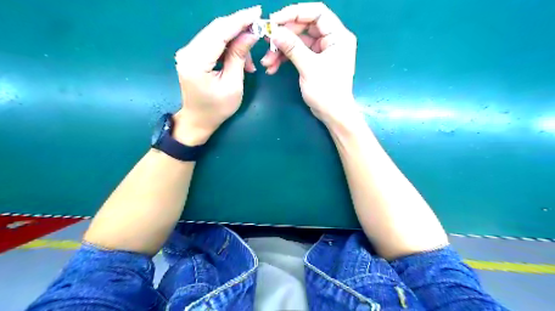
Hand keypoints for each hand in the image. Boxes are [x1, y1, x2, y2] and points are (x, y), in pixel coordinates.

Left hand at [173, 5, 261, 143]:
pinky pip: (213, 42)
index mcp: (196, 62)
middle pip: (216, 29)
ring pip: (215, 34)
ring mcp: (188, 52)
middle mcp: (188, 51)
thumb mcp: (233, 85)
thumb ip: (239, 57)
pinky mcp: (192, 54)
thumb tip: (250, 33)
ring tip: (249, 61)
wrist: (198, 120)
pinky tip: (239, 59)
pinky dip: (228, 46)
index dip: (239, 20)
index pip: (219, 32)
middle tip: (259, 27)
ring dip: (235, 40)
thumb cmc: (217, 109)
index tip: (257, 12)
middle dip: (239, 26)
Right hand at [261, 3, 359, 124]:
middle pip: (304, 27)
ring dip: (281, 50)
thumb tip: (274, 31)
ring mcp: (322, 51)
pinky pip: (297, 54)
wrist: (332, 114)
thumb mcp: (309, 67)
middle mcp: (331, 40)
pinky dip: (285, 59)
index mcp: (337, 36)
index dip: (295, 13)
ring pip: (298, 42)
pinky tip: (272, 67)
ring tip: (267, 61)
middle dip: (284, 36)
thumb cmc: (327, 91)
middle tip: (267, 42)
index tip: (275, 20)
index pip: (317, 13)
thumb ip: (292, 47)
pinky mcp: (314, 62)